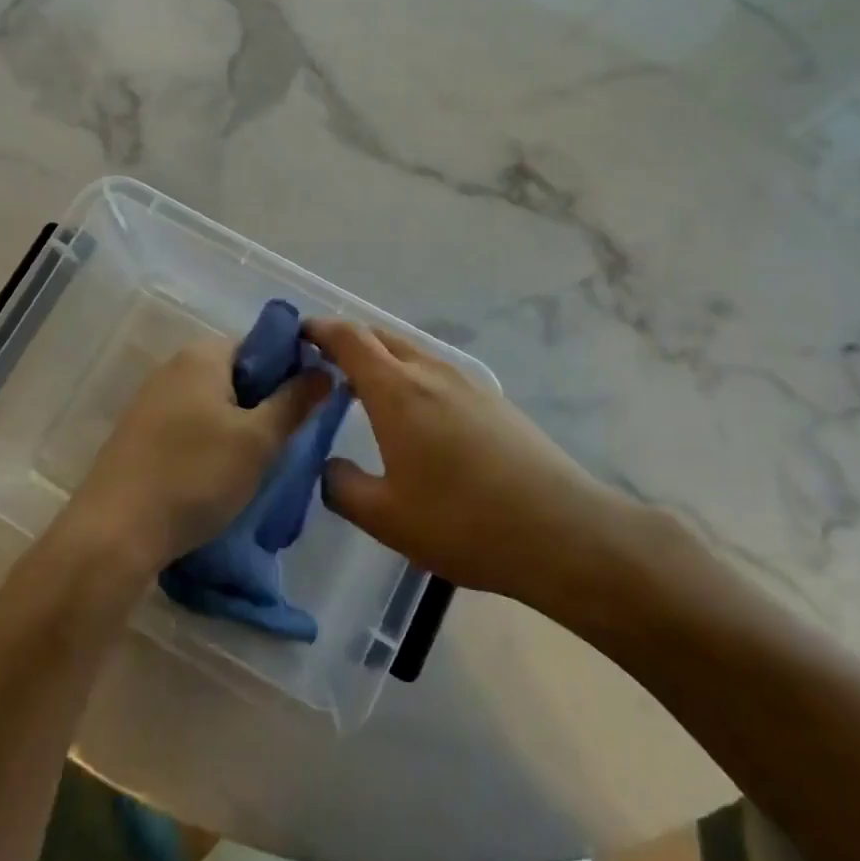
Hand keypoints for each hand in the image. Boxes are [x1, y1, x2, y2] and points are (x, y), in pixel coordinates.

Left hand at [61, 337, 328, 578]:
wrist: (115, 532)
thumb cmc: (195, 476)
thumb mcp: (258, 441)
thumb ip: (294, 401)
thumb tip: (325, 370)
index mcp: (202, 355)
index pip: (261, 344)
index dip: (291, 369)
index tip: (309, 405)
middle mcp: (173, 367)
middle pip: (237, 373)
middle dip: (266, 402)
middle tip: (287, 439)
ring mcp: (151, 400)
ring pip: (214, 402)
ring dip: (240, 426)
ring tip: (258, 462)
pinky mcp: (140, 433)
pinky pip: (190, 424)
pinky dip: (212, 441)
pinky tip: (220, 475)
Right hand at [306, 318, 639, 606]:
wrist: (561, 531)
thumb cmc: (463, 523)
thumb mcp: (386, 517)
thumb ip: (342, 487)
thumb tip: (328, 467)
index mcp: (397, 391)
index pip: (350, 338)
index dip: (320, 330)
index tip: (298, 335)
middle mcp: (431, 373)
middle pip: (381, 337)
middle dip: (348, 340)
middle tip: (322, 363)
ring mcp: (467, 383)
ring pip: (412, 352)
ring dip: (382, 358)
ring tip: (363, 388)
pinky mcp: (493, 400)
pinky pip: (438, 371)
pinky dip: (410, 375)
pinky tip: (414, 413)